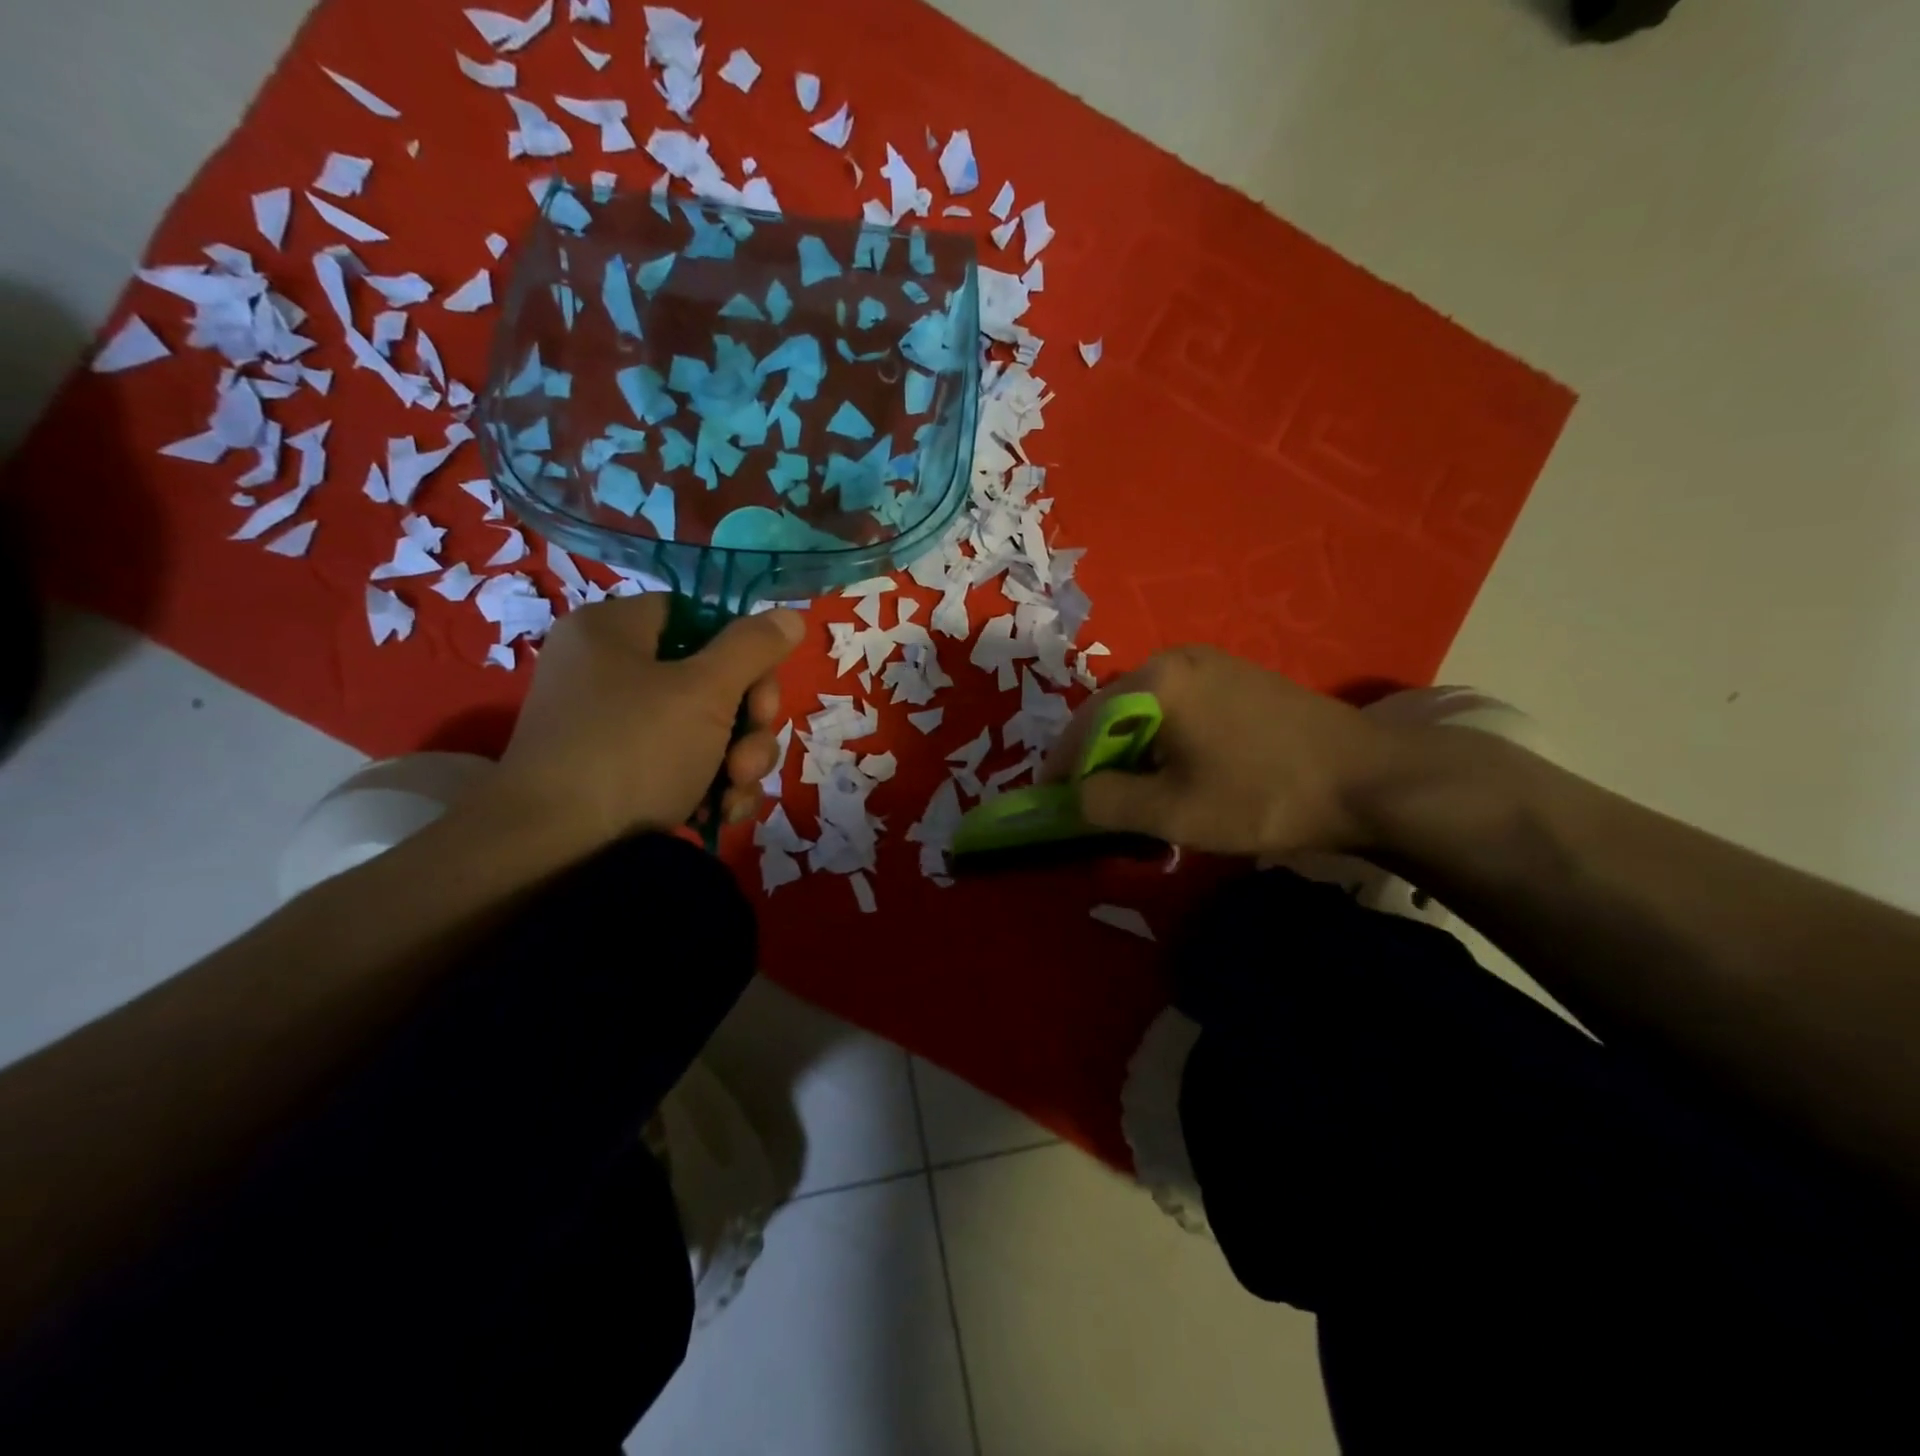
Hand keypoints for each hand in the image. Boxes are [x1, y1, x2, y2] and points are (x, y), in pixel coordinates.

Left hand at [489, 594, 802, 849]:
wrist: (552, 853)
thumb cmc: (631, 752)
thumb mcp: (704, 692)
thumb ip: (752, 648)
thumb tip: (791, 616)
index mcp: (615, 631)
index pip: (698, 617)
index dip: (742, 653)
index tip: (762, 694)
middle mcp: (610, 672)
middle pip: (710, 678)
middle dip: (747, 723)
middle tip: (748, 757)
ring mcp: (613, 727)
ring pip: (705, 728)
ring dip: (737, 761)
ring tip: (733, 794)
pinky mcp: (619, 775)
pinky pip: (680, 763)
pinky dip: (708, 786)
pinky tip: (720, 814)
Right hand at [1046, 645, 1397, 857]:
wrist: (1371, 780)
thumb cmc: (1262, 795)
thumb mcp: (1173, 812)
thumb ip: (1105, 803)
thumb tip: (1068, 797)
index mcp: (1154, 680)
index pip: (1083, 725)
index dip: (1061, 769)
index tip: (1051, 806)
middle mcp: (1176, 659)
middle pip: (1113, 715)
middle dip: (1098, 763)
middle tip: (1098, 808)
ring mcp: (1212, 665)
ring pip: (1146, 714)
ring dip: (1133, 756)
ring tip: (1139, 799)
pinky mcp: (1238, 680)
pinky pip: (1179, 711)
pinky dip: (1164, 744)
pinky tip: (1180, 776)